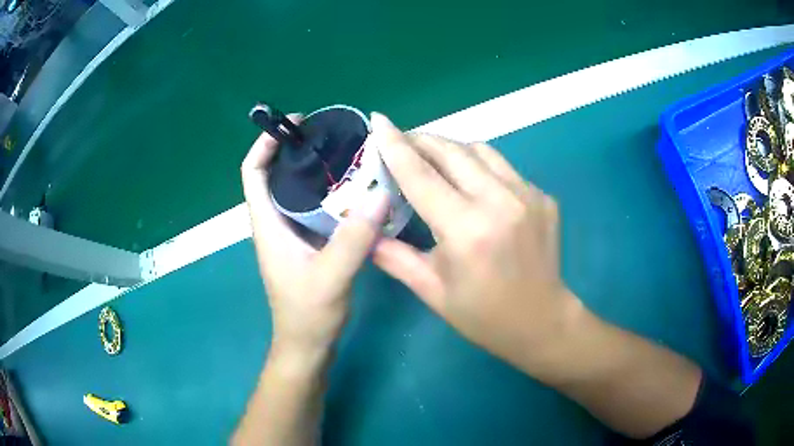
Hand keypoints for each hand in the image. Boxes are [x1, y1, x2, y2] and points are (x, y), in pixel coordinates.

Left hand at [241, 114, 388, 359]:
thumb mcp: (332, 276)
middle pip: (274, 177)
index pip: (252, 173)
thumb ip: (354, 237)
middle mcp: (274, 225)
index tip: (293, 125)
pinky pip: (311, 210)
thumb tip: (381, 193)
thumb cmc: (309, 314)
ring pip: (294, 193)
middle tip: (329, 137)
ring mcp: (289, 236)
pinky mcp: (304, 246)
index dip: (264, 145)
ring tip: (345, 157)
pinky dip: (326, 195)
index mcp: (268, 225)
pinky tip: (352, 193)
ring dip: (312, 172)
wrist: (306, 347)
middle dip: (294, 151)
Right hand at [371, 113, 582, 372]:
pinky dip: (479, 167)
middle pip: (453, 151)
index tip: (379, 120)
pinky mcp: (543, 196)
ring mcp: (528, 195)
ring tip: (433, 160)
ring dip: (451, 149)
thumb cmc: (484, 316)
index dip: (395, 145)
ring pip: (481, 151)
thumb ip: (394, 257)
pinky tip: (472, 185)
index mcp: (467, 230)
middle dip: (422, 140)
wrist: (543, 322)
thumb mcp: (432, 292)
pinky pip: (503, 168)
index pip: (422, 175)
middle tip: (401, 142)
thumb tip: (366, 231)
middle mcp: (500, 202)